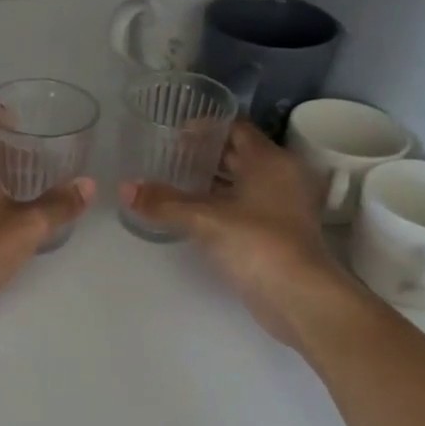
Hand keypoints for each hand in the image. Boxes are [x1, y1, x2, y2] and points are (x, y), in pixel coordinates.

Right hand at [119, 121, 357, 347]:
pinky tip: (191, 212)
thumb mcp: (204, 219)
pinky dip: (220, 204)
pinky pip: (244, 206)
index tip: (173, 132)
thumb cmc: (258, 244)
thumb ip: (163, 202)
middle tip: (167, 156)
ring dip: (211, 181)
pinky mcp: (278, 232)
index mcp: (271, 161)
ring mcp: (283, 206)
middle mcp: (282, 177)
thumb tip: (124, 188)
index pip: (236, 128)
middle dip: (204, 154)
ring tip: (172, 181)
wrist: (300, 298)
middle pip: (239, 154)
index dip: (205, 127)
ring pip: (241, 182)